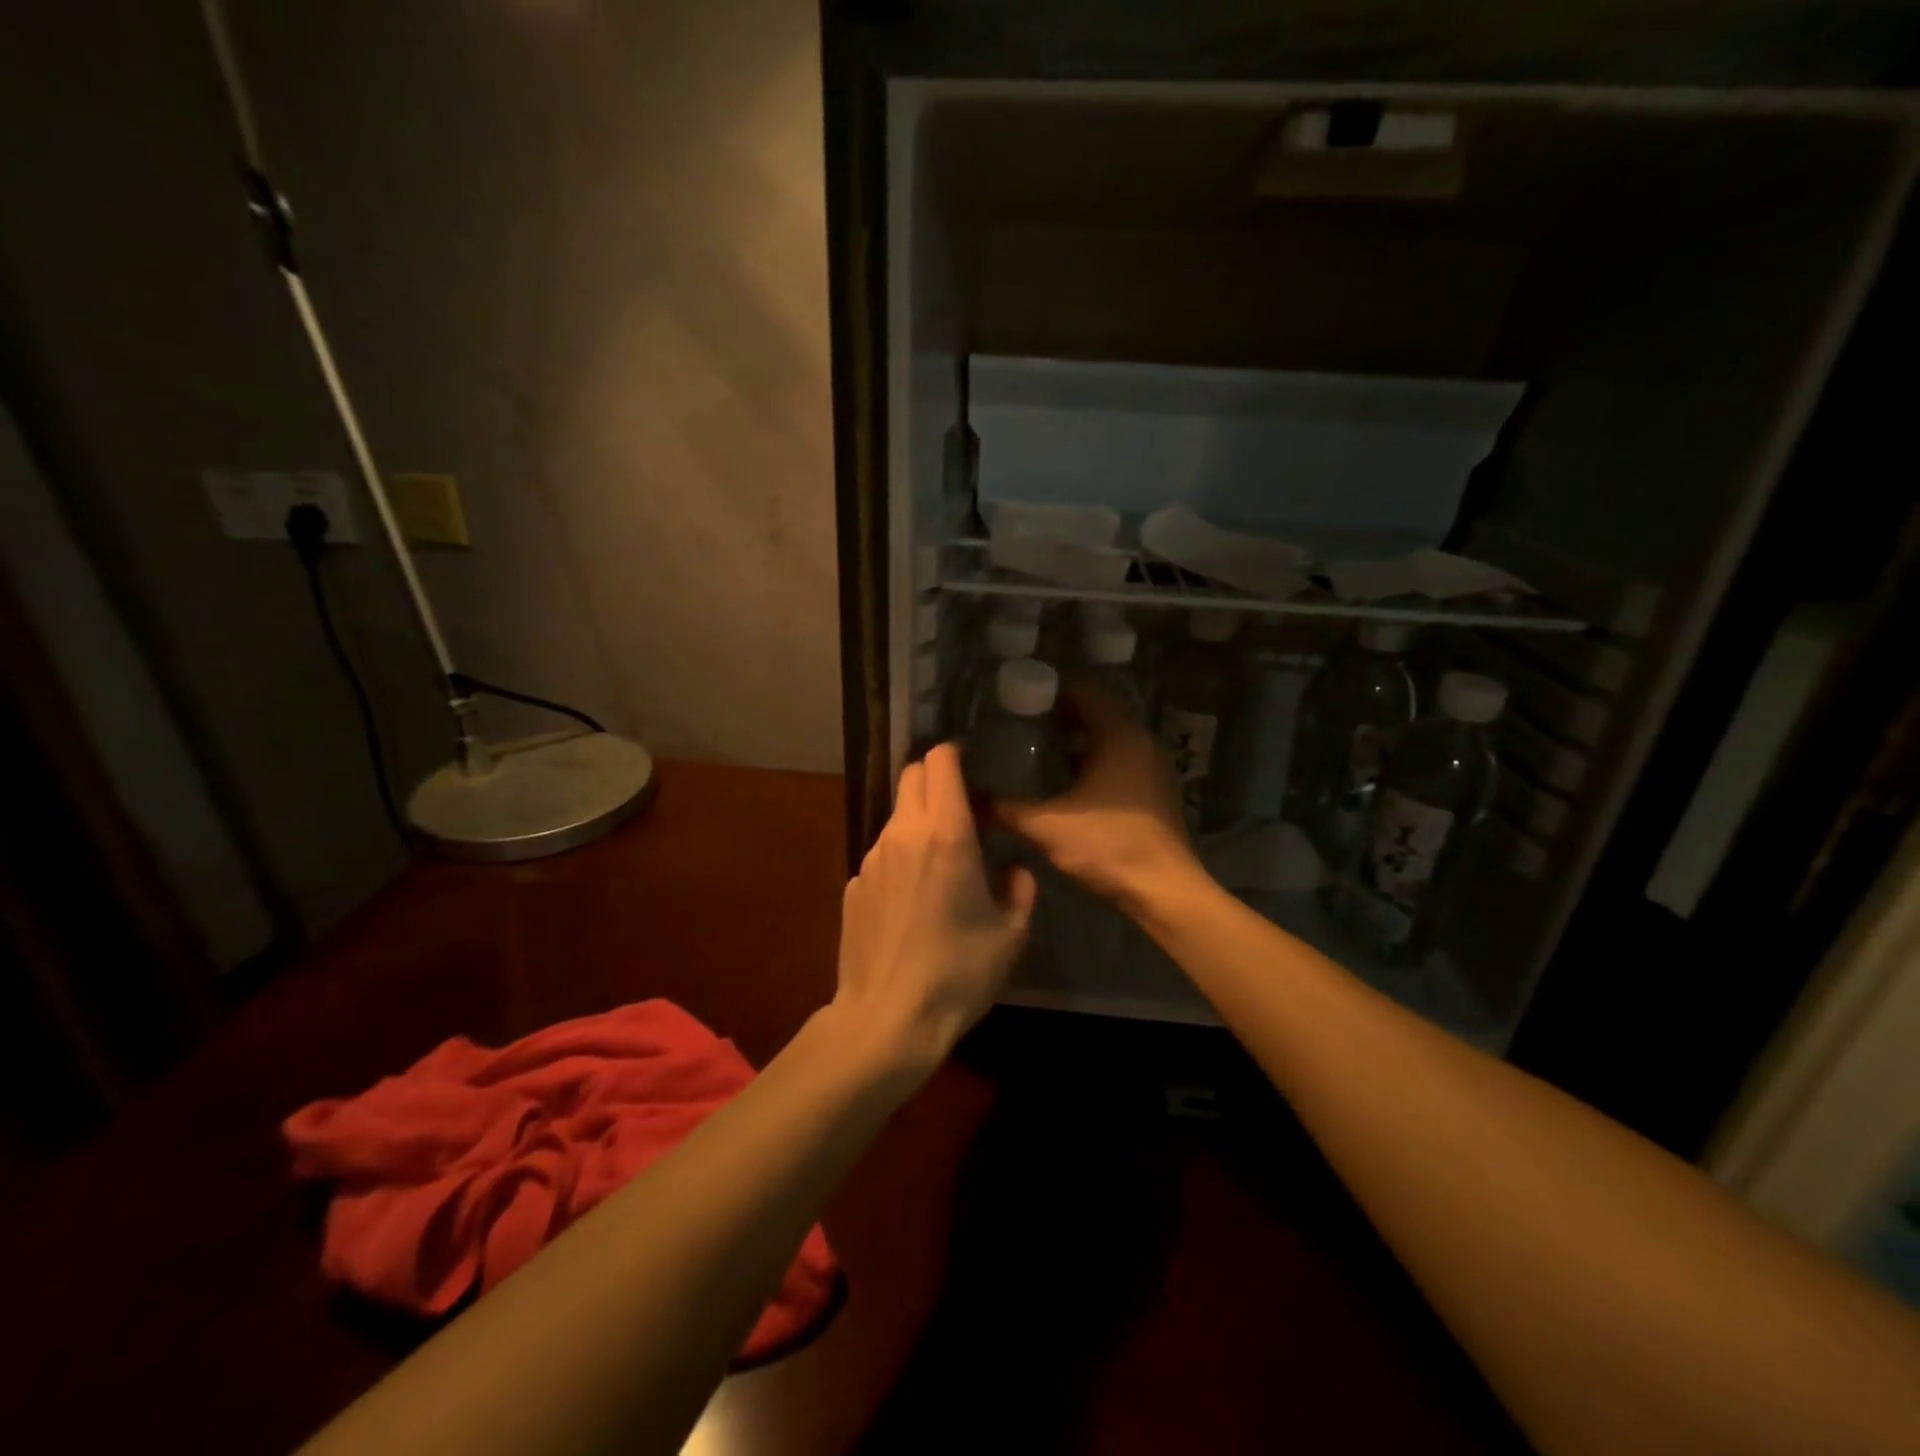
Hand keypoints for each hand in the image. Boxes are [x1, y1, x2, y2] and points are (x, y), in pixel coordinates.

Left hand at [832, 743, 1036, 1077]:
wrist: (887, 1019)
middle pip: (912, 775)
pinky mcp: (853, 884)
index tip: (972, 766)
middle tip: (960, 806)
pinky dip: (900, 858)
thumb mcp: (1011, 935)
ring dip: (918, 821)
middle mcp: (903, 834)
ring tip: (939, 860)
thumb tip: (1014, 870)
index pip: (941, 761)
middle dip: (936, 778)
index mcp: (946, 835)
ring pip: (896, 815)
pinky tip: (911, 899)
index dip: (956, 754)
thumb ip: (1020, 890)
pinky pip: (882, 853)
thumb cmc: (958, 975)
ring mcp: (871, 858)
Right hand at [996, 682, 1204, 912]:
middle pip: (1096, 710)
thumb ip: (1005, 808)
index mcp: (1118, 734)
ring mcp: (1151, 764)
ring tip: (1033, 750)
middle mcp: (1139, 739)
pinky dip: (1092, 758)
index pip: (1083, 689)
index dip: (1048, 691)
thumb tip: (968, 796)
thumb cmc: (1108, 846)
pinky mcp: (1153, 788)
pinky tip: (1063, 781)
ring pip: (1108, 735)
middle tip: (1017, 725)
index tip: (1015, 701)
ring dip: (1075, 738)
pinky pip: (1118, 757)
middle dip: (1057, 715)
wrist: (1164, 891)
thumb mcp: (1046, 826)